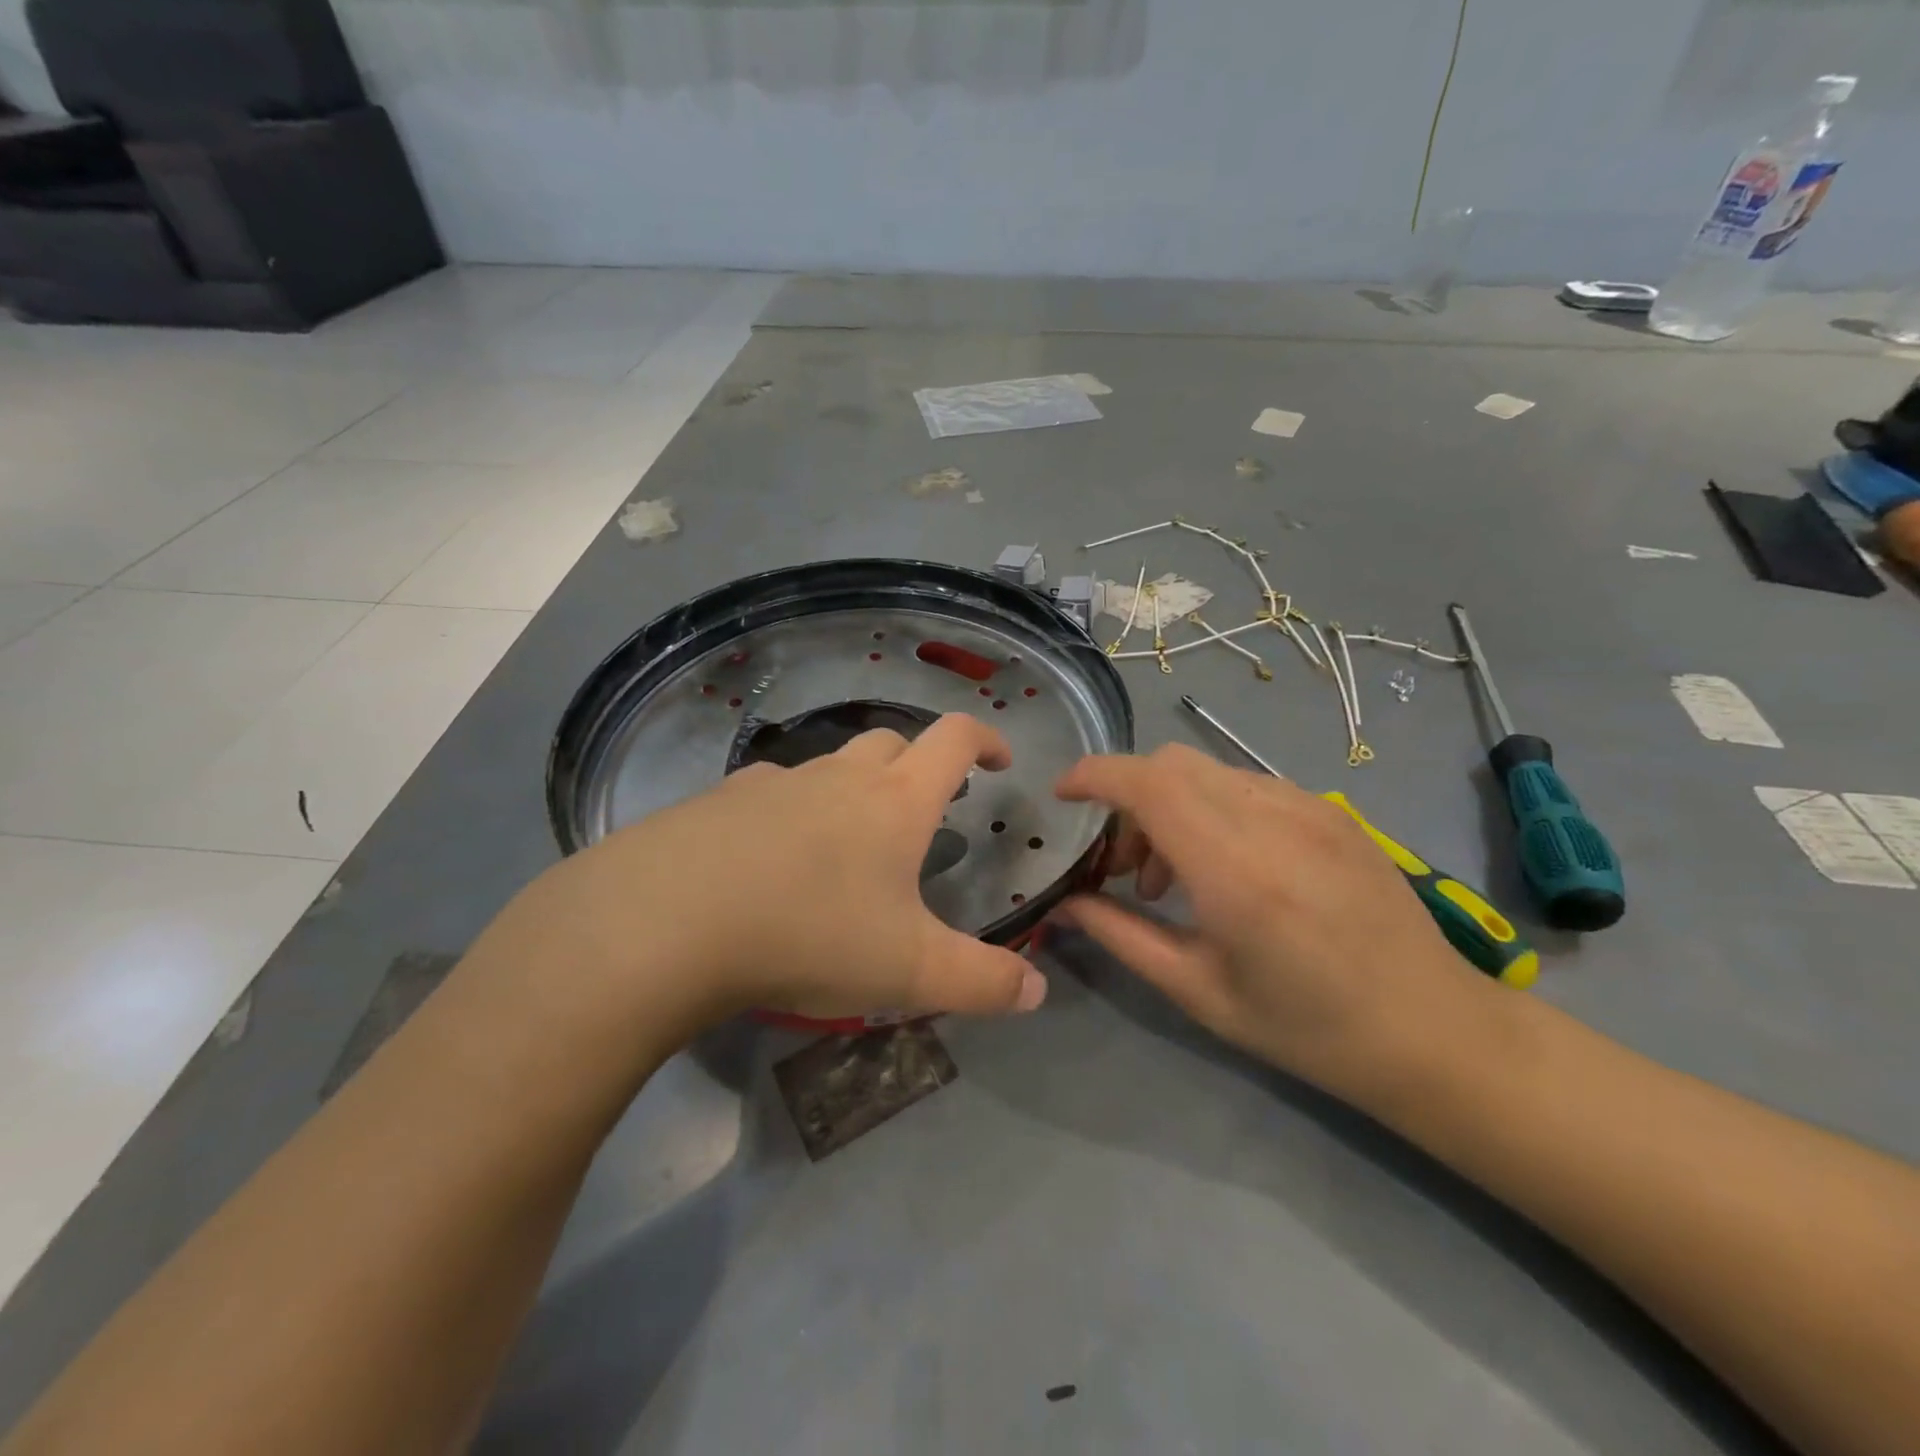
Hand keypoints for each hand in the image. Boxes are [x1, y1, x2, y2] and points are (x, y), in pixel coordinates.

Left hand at [486, 713, 1045, 1039]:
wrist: (663, 922)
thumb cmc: (807, 934)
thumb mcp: (907, 971)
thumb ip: (981, 982)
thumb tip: (1037, 991)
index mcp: (893, 802)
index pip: (953, 739)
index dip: (984, 739)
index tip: (1000, 759)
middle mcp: (836, 777)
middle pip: (890, 743)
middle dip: (918, 763)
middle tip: (926, 808)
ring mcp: (772, 784)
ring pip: (827, 766)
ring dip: (852, 789)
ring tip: (849, 844)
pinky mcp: (717, 803)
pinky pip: (770, 794)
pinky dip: (790, 811)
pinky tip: (773, 860)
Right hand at [1053, 745, 1494, 1098]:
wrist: (1432, 1030)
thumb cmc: (1305, 1026)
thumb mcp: (1197, 990)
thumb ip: (1120, 934)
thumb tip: (1063, 902)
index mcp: (1235, 869)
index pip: (1148, 783)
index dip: (1094, 775)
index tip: (1063, 796)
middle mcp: (1272, 819)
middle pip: (1171, 764)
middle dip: (1127, 798)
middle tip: (1121, 866)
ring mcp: (1309, 807)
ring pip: (1207, 771)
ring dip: (1169, 805)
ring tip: (1174, 877)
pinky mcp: (1331, 810)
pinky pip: (1246, 785)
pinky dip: (1210, 808)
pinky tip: (1226, 866)